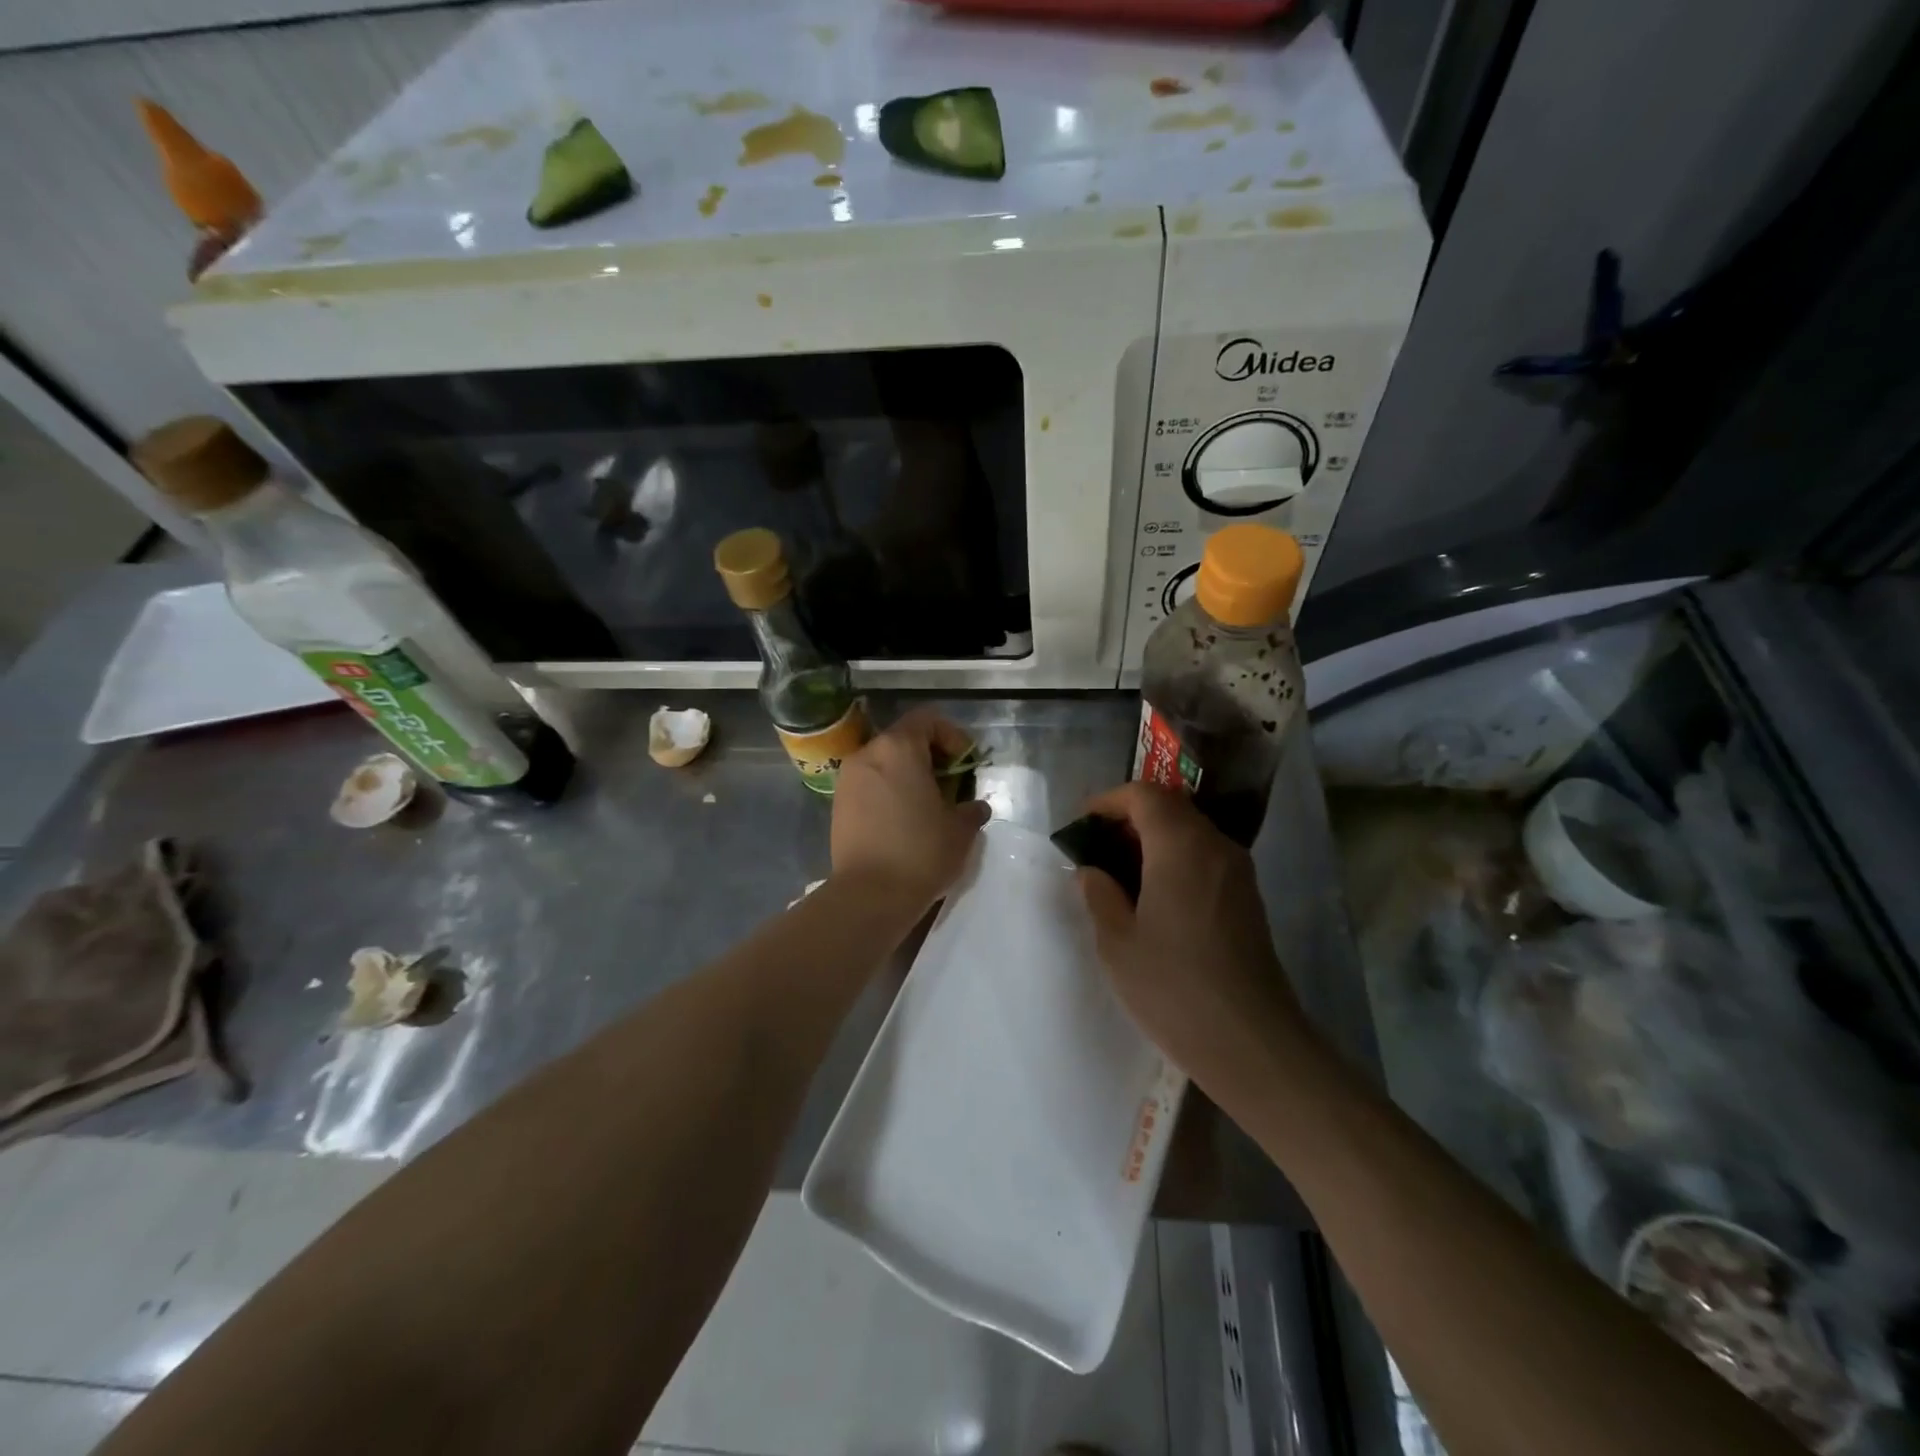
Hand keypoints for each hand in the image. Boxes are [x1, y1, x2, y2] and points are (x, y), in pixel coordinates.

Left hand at [830, 709, 990, 913]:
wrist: (869, 895)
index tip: (966, 764)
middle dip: (930, 756)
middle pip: (904, 739)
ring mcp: (848, 779)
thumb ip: (971, 809)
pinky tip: (904, 820)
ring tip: (927, 805)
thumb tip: (975, 807)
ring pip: (884, 762)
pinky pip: (869, 784)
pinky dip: (888, 791)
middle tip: (951, 785)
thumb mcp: (961, 830)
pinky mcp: (838, 804)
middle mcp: (868, 754)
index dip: (952, 736)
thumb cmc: (920, 852)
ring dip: (908, 775)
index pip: (927, 719)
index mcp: (898, 748)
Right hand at [1078, 783, 1311, 1094]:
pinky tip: (1154, 897)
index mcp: (1180, 846)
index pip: (1144, 795)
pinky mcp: (1247, 898)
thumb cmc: (1174, 987)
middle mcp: (1215, 846)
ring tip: (1120, 873)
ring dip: (1153, 839)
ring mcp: (1237, 872)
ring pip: (1190, 831)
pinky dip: (1175, 859)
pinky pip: (1205, 857)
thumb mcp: (1117, 942)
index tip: (1083, 824)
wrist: (1251, 1042)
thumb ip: (1099, 894)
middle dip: (1130, 818)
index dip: (1109, 801)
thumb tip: (1092, 870)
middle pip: (1170, 808)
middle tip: (1097, 848)